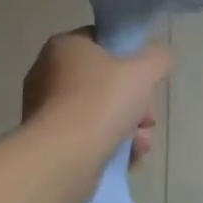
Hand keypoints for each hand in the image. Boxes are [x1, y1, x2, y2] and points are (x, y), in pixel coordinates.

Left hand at [22, 29, 166, 167]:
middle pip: (104, 83)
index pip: (103, 43)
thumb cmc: (101, 102)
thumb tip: (158, 59)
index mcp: (65, 46)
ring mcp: (44, 110)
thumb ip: (157, 58)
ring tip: (141, 146)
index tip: (147, 81)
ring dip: (127, 128)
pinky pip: (85, 137)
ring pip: (98, 113)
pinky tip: (129, 159)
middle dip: (134, 103)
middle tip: (148, 120)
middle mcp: (48, 73)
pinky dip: (108, 145)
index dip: (131, 59)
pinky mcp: (47, 142)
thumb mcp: (144, 71)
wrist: (62, 158)